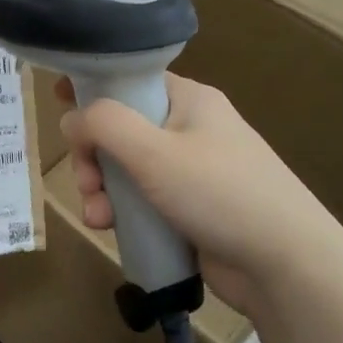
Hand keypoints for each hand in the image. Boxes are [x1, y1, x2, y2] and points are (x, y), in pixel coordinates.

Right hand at [58, 74, 342, 313]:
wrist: (284, 263)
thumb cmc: (219, 193)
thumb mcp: (154, 152)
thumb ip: (105, 125)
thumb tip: (72, 117)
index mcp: (189, 100)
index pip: (131, 80)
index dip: (93, 87)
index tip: (58, 100)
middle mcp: (189, 130)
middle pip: (120, 129)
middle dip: (92, 156)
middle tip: (86, 181)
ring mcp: (190, 171)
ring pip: (126, 169)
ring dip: (102, 189)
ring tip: (99, 217)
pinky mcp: (188, 209)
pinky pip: (141, 200)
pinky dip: (121, 211)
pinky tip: (110, 229)